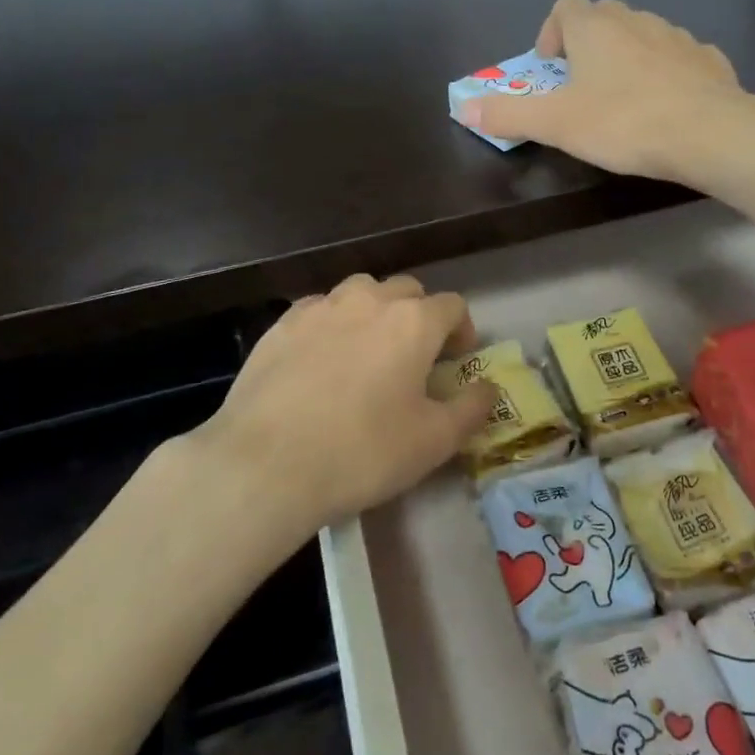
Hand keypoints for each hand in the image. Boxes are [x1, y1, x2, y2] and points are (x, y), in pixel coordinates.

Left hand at [190, 274, 495, 530]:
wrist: (265, 465)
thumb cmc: (363, 452)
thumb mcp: (434, 442)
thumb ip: (472, 409)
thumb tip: (489, 388)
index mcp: (413, 322)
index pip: (452, 305)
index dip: (461, 330)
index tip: (456, 360)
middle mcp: (368, 300)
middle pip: (406, 290)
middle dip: (420, 316)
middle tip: (415, 357)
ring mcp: (320, 308)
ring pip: (360, 292)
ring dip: (375, 312)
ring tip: (368, 352)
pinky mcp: (280, 325)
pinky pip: (319, 310)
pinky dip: (332, 324)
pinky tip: (322, 361)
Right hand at [457, 0, 746, 178]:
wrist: (709, 132)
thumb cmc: (623, 122)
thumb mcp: (555, 124)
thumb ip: (509, 114)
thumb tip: (465, 107)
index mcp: (595, 28)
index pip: (566, 6)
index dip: (551, 32)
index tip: (551, 68)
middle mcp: (636, 20)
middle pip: (604, 17)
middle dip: (588, 45)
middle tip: (583, 88)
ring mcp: (677, 37)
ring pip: (643, 35)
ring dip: (628, 59)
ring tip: (624, 102)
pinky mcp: (708, 60)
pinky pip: (678, 58)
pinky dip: (666, 74)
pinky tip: (667, 107)